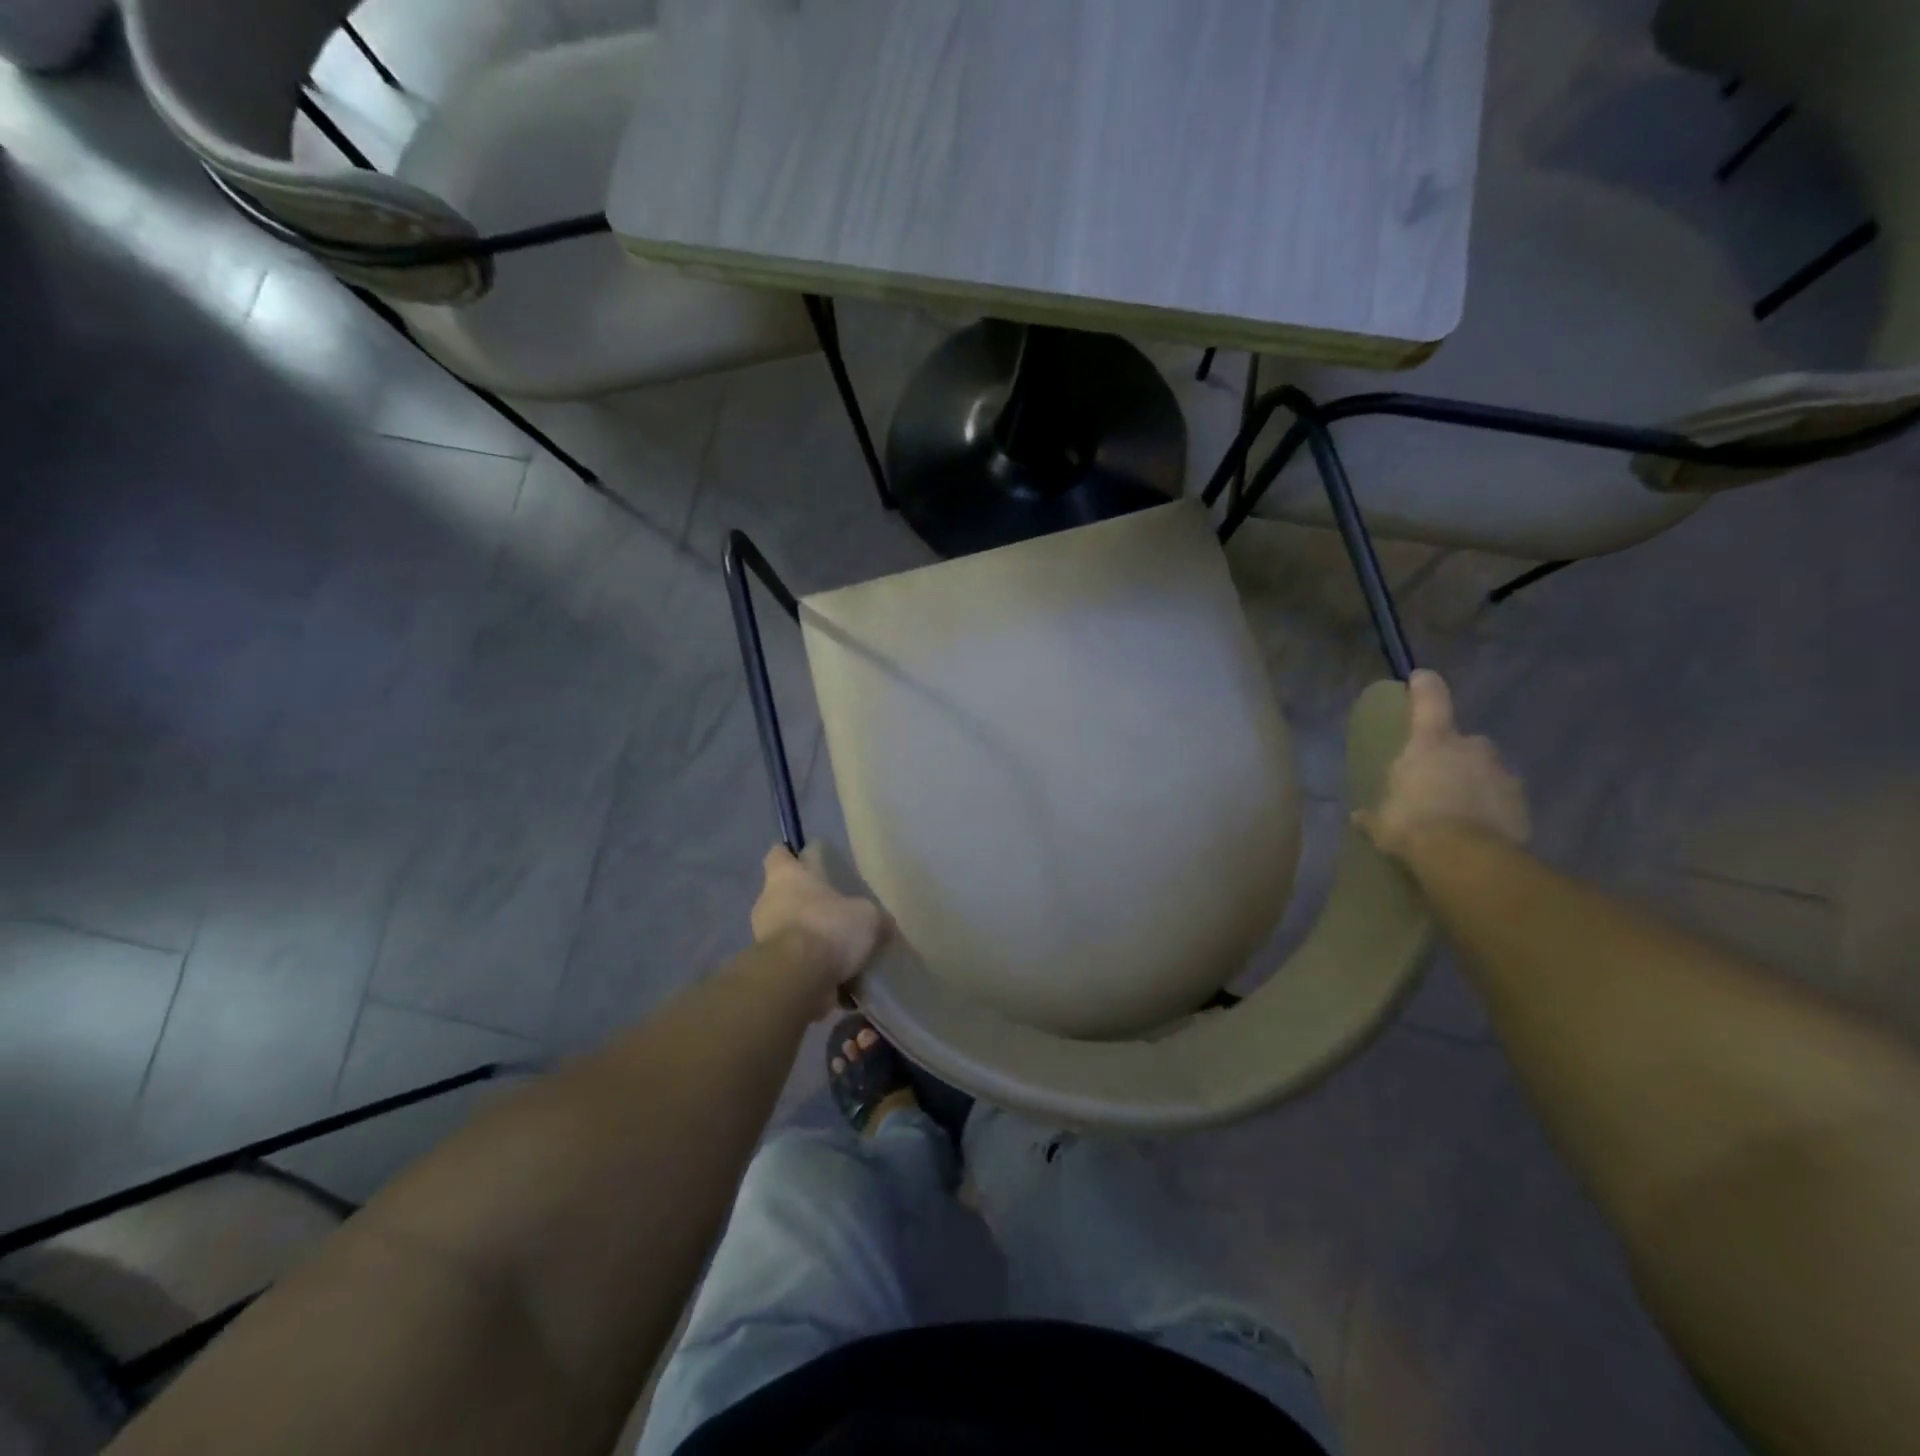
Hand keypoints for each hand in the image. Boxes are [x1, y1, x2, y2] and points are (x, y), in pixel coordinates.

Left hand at [751, 846, 889, 998]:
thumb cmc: (827, 928)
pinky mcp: (771, 970)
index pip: (779, 855)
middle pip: (786, 897)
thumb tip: (883, 924)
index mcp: (787, 877)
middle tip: (838, 913)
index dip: (791, 857)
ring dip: (812, 941)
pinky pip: (796, 965)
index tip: (806, 861)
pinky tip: (840, 980)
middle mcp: (769, 903)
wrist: (797, 981)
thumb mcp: (867, 917)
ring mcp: (764, 939)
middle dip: (809, 905)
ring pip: (791, 933)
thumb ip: (873, 917)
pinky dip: (813, 970)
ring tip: (844, 952)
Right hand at [1354, 670, 1528, 858]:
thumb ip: (1372, 815)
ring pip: (1488, 770)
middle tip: (1440, 776)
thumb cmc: (1412, 825)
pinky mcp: (1522, 803)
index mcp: (1431, 743)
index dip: (1424, 686)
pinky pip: (1503, 799)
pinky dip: (1493, 808)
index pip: (1430, 700)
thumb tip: (1357, 817)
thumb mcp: (1382, 822)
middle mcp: (1471, 748)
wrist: (1466, 857)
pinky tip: (1479, 829)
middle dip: (1456, 754)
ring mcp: (1502, 774)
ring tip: (1461, 808)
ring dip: (1476, 782)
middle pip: (1465, 741)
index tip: (1419, 677)